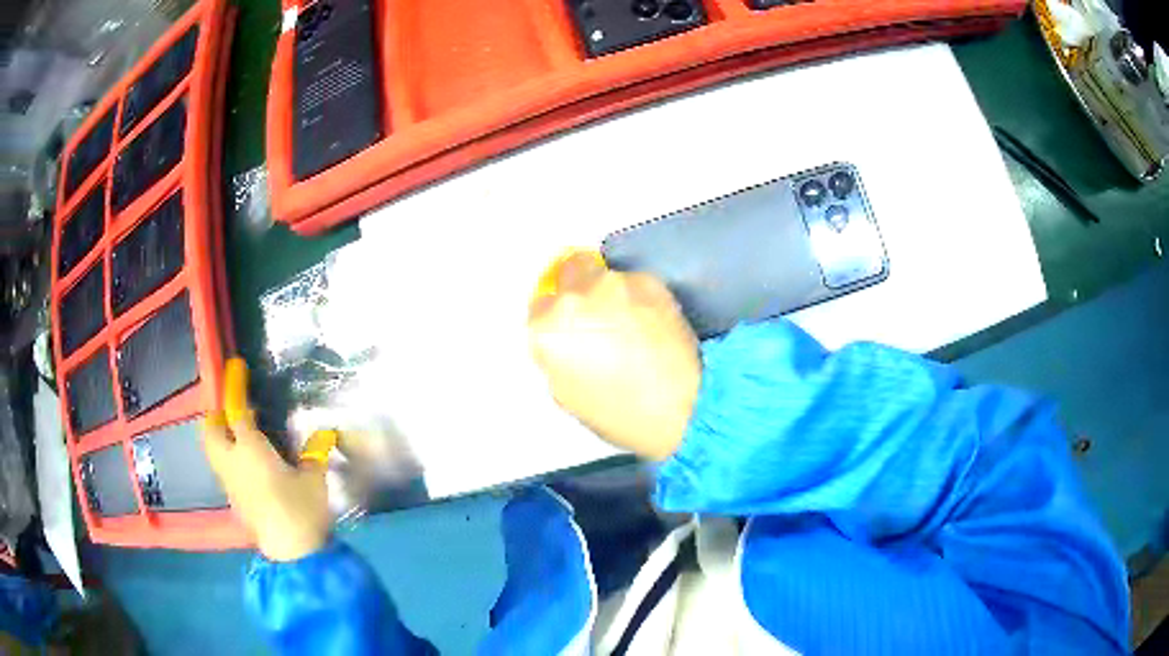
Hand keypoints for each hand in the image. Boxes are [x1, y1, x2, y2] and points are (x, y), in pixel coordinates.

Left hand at [203, 359, 329, 561]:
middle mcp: (233, 462)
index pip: (237, 411)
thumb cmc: (302, 511)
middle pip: (211, 430)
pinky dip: (226, 455)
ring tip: (235, 432)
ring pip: (212, 450)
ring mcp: (230, 483)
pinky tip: (245, 462)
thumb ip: (316, 453)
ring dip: (218, 435)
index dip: (235, 387)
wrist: (291, 554)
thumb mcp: (315, 480)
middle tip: (232, 407)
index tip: (235, 366)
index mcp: (251, 450)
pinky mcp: (234, 500)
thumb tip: (326, 431)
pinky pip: (222, 467)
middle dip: (216, 414)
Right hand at [528, 250, 701, 460]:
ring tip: (633, 321)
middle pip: (568, 272)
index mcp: (545, 331)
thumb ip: (556, 355)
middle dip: (579, 287)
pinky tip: (653, 321)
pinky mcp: (647, 280)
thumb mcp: (566, 393)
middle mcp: (573, 299)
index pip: (539, 306)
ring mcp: (611, 284)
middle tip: (599, 313)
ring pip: (604, 273)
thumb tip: (566, 337)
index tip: (573, 325)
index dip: (557, 315)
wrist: (679, 407)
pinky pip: (635, 281)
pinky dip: (639, 295)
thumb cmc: (620, 414)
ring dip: (611, 291)